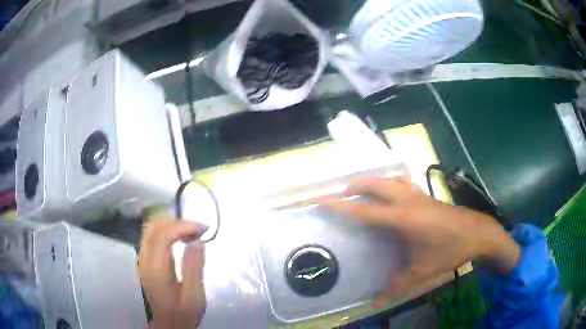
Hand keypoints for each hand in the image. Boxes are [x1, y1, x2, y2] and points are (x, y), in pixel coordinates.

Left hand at [138, 219, 206, 328]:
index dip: (182, 226)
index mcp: (155, 269)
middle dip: (176, 222)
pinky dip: (167, 232)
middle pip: (153, 227)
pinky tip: (180, 239)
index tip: (202, 229)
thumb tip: (197, 241)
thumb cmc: (183, 312)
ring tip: (191, 233)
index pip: (162, 235)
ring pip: (151, 230)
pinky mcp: (146, 262)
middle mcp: (145, 260)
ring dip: (171, 225)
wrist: (169, 324)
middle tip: (197, 230)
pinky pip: (152, 237)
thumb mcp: (194, 295)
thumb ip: (194, 267)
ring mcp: (143, 260)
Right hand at [320, 176, 519, 303]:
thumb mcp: (423, 271)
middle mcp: (409, 201)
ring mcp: (419, 195)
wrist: (477, 232)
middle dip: (355, 185)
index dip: (342, 206)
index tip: (322, 199)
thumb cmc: (450, 250)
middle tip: (341, 194)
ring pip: (391, 179)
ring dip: (373, 181)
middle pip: (376, 184)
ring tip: (361, 190)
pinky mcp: (426, 196)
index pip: (366, 211)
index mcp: (404, 218)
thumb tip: (376, 301)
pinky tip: (391, 191)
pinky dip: (391, 182)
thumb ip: (398, 285)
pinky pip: (403, 182)